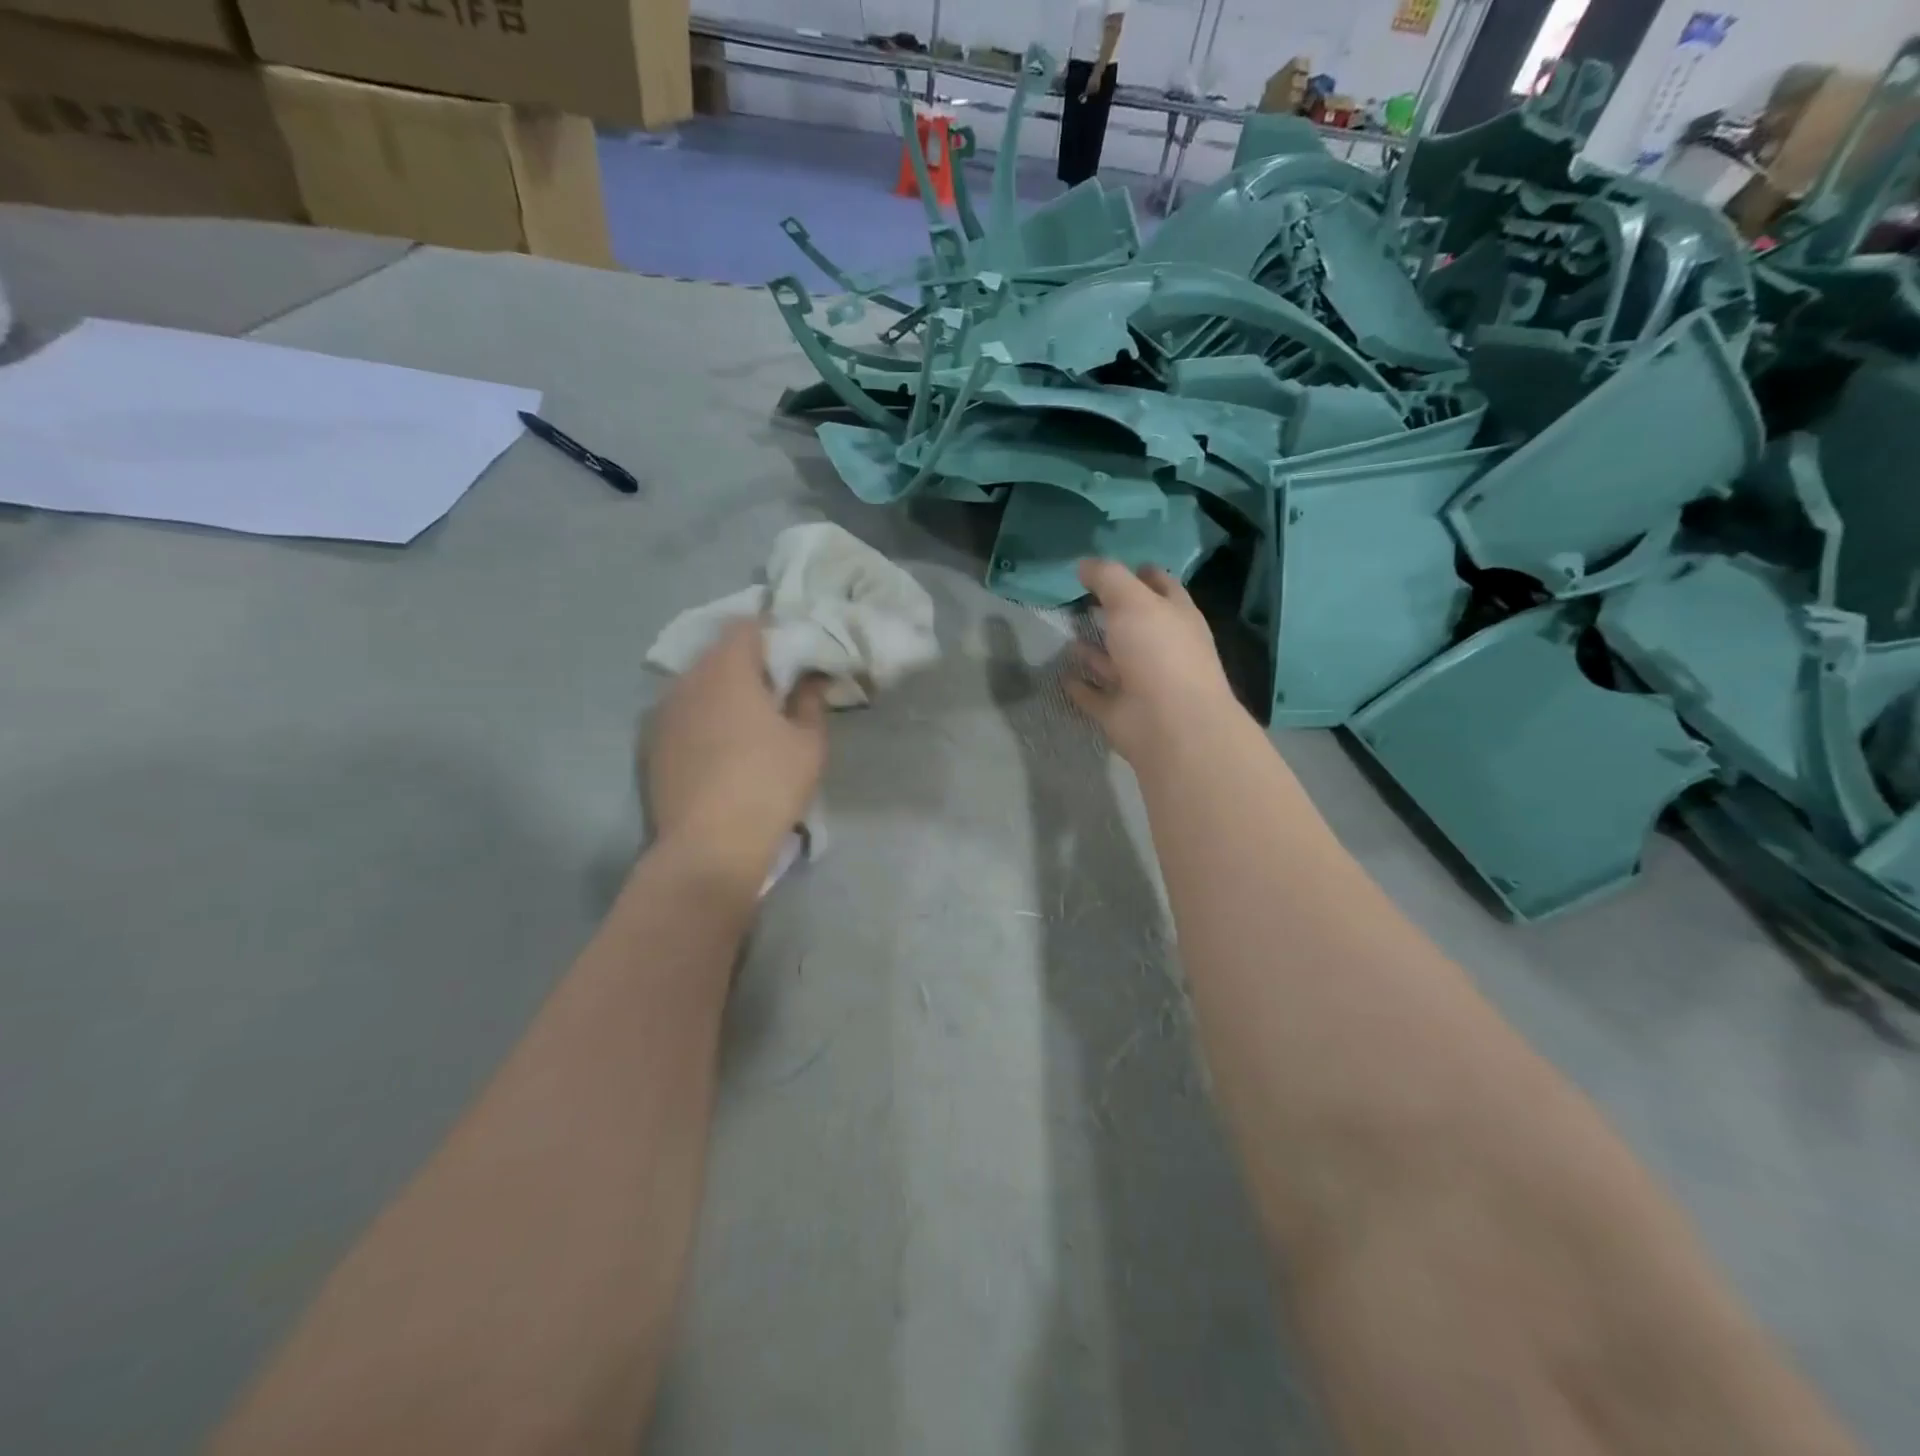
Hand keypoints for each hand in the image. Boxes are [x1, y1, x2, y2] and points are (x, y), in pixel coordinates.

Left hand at [646, 621, 828, 888]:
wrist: (708, 847)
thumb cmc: (768, 786)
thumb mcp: (808, 743)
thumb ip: (810, 702)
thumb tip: (810, 680)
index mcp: (727, 670)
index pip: (746, 626)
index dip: (771, 633)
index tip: (793, 656)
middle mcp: (687, 681)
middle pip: (718, 654)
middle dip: (748, 663)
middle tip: (777, 689)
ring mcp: (662, 713)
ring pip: (697, 685)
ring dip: (723, 692)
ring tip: (749, 721)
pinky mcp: (651, 745)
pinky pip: (683, 714)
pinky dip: (703, 718)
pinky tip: (721, 748)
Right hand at [1065, 559, 1239, 765]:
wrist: (1169, 724)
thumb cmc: (1158, 652)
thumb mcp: (1133, 601)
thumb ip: (1108, 578)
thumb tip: (1084, 564)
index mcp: (1176, 617)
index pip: (1161, 587)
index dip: (1142, 574)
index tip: (1116, 566)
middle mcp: (1162, 649)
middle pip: (1135, 625)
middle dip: (1113, 612)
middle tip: (1082, 598)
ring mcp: (1142, 683)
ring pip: (1114, 662)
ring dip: (1094, 651)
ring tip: (1068, 635)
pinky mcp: (1121, 712)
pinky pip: (1097, 696)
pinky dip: (1082, 687)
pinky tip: (1064, 676)